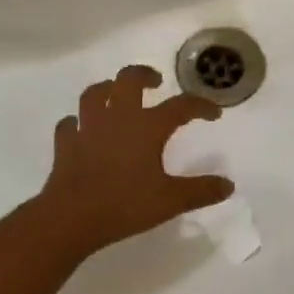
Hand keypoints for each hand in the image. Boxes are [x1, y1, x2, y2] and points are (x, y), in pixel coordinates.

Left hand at [38, 65, 233, 255]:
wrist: (72, 217)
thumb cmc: (125, 205)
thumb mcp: (171, 201)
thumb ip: (201, 191)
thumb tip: (228, 185)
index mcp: (147, 127)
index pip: (180, 106)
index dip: (200, 106)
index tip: (213, 113)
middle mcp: (117, 118)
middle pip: (129, 80)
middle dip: (144, 75)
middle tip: (156, 82)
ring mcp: (88, 128)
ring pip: (95, 94)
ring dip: (107, 89)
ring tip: (116, 94)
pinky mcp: (66, 143)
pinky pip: (69, 124)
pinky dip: (77, 123)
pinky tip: (81, 128)